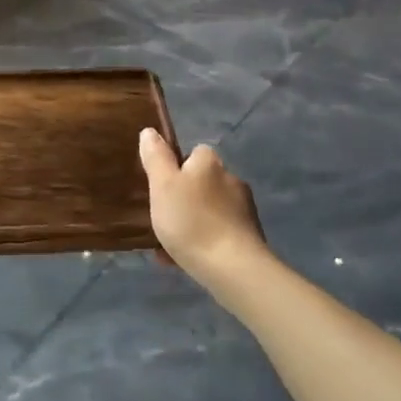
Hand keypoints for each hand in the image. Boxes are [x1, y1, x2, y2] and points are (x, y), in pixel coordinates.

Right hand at [138, 129, 272, 294]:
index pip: (192, 154)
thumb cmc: (191, 221)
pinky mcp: (249, 237)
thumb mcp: (162, 185)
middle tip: (161, 218)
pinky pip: (218, 233)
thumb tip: (150, 131)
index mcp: (210, 163)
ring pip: (208, 210)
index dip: (174, 168)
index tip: (160, 188)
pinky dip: (202, 242)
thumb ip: (156, 157)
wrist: (233, 268)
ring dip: (191, 223)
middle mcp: (231, 179)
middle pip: (200, 183)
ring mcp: (244, 210)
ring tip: (168, 246)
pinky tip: (184, 261)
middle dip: (182, 199)